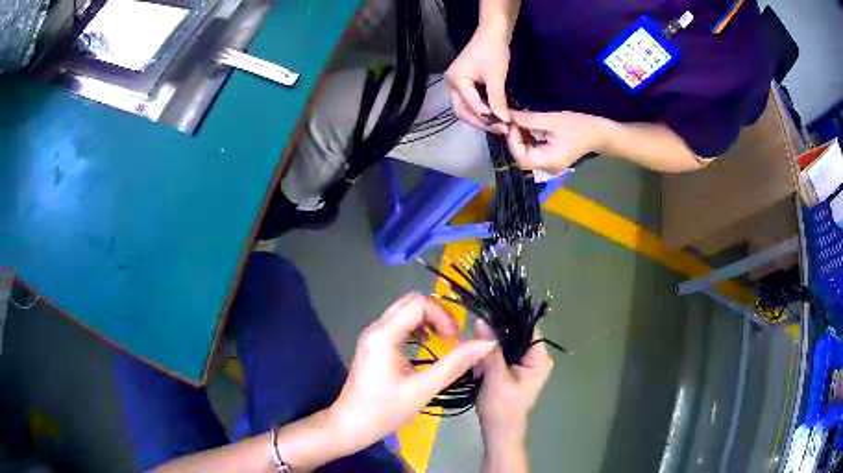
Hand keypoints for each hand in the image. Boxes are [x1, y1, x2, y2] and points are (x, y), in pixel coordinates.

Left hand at [327, 293, 496, 453]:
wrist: (350, 426)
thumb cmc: (384, 410)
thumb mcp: (423, 389)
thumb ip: (455, 364)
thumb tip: (486, 343)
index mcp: (384, 335)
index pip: (418, 304)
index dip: (442, 316)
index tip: (454, 339)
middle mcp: (375, 329)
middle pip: (410, 302)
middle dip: (436, 314)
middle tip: (451, 337)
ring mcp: (372, 337)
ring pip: (403, 312)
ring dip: (427, 320)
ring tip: (442, 341)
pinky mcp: (373, 346)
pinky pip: (397, 325)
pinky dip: (416, 329)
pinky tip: (425, 347)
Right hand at [445, 29, 510, 133]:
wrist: (492, 34)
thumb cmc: (493, 51)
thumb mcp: (496, 76)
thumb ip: (497, 99)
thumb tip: (504, 121)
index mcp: (455, 81)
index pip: (469, 104)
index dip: (486, 116)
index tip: (504, 125)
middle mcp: (451, 85)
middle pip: (463, 111)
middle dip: (481, 122)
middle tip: (500, 129)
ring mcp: (457, 85)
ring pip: (466, 110)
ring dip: (482, 119)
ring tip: (500, 125)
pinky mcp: (464, 85)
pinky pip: (471, 103)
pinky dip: (482, 111)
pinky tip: (495, 115)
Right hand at [474, 320, 552, 449]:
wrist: (498, 432)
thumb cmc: (502, 408)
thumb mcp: (496, 377)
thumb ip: (490, 350)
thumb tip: (481, 320)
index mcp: (540, 359)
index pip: (526, 329)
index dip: (507, 321)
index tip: (485, 318)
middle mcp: (535, 358)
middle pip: (515, 335)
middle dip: (494, 337)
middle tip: (474, 338)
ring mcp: (524, 364)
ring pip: (505, 344)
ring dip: (489, 348)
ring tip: (475, 357)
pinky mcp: (513, 370)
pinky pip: (501, 355)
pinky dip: (488, 357)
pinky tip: (477, 365)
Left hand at [507, 110, 611, 173]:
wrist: (600, 134)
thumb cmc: (579, 126)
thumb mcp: (552, 120)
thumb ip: (529, 119)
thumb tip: (508, 115)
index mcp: (549, 161)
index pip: (521, 157)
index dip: (512, 141)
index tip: (511, 124)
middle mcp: (547, 168)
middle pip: (521, 158)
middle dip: (514, 140)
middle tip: (512, 122)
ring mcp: (549, 165)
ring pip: (526, 156)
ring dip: (519, 140)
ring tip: (517, 123)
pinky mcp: (551, 159)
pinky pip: (533, 153)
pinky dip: (527, 141)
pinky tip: (525, 128)